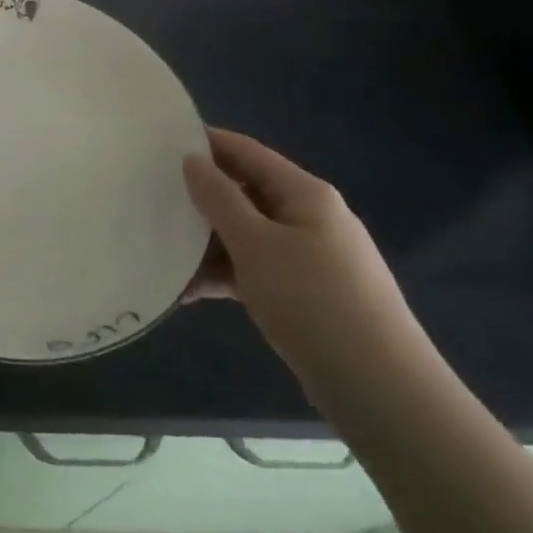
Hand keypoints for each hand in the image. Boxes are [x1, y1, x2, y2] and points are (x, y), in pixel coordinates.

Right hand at [182, 128, 423, 386]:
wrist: (380, 390)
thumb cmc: (313, 301)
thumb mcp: (255, 244)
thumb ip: (219, 198)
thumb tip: (192, 159)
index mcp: (305, 194)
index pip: (247, 152)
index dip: (207, 143)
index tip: (160, 143)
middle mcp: (310, 218)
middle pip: (246, 193)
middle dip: (201, 199)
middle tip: (153, 200)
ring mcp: (311, 258)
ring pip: (248, 235)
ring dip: (208, 244)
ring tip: (163, 255)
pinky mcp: (307, 294)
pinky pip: (257, 270)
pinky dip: (227, 275)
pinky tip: (190, 292)